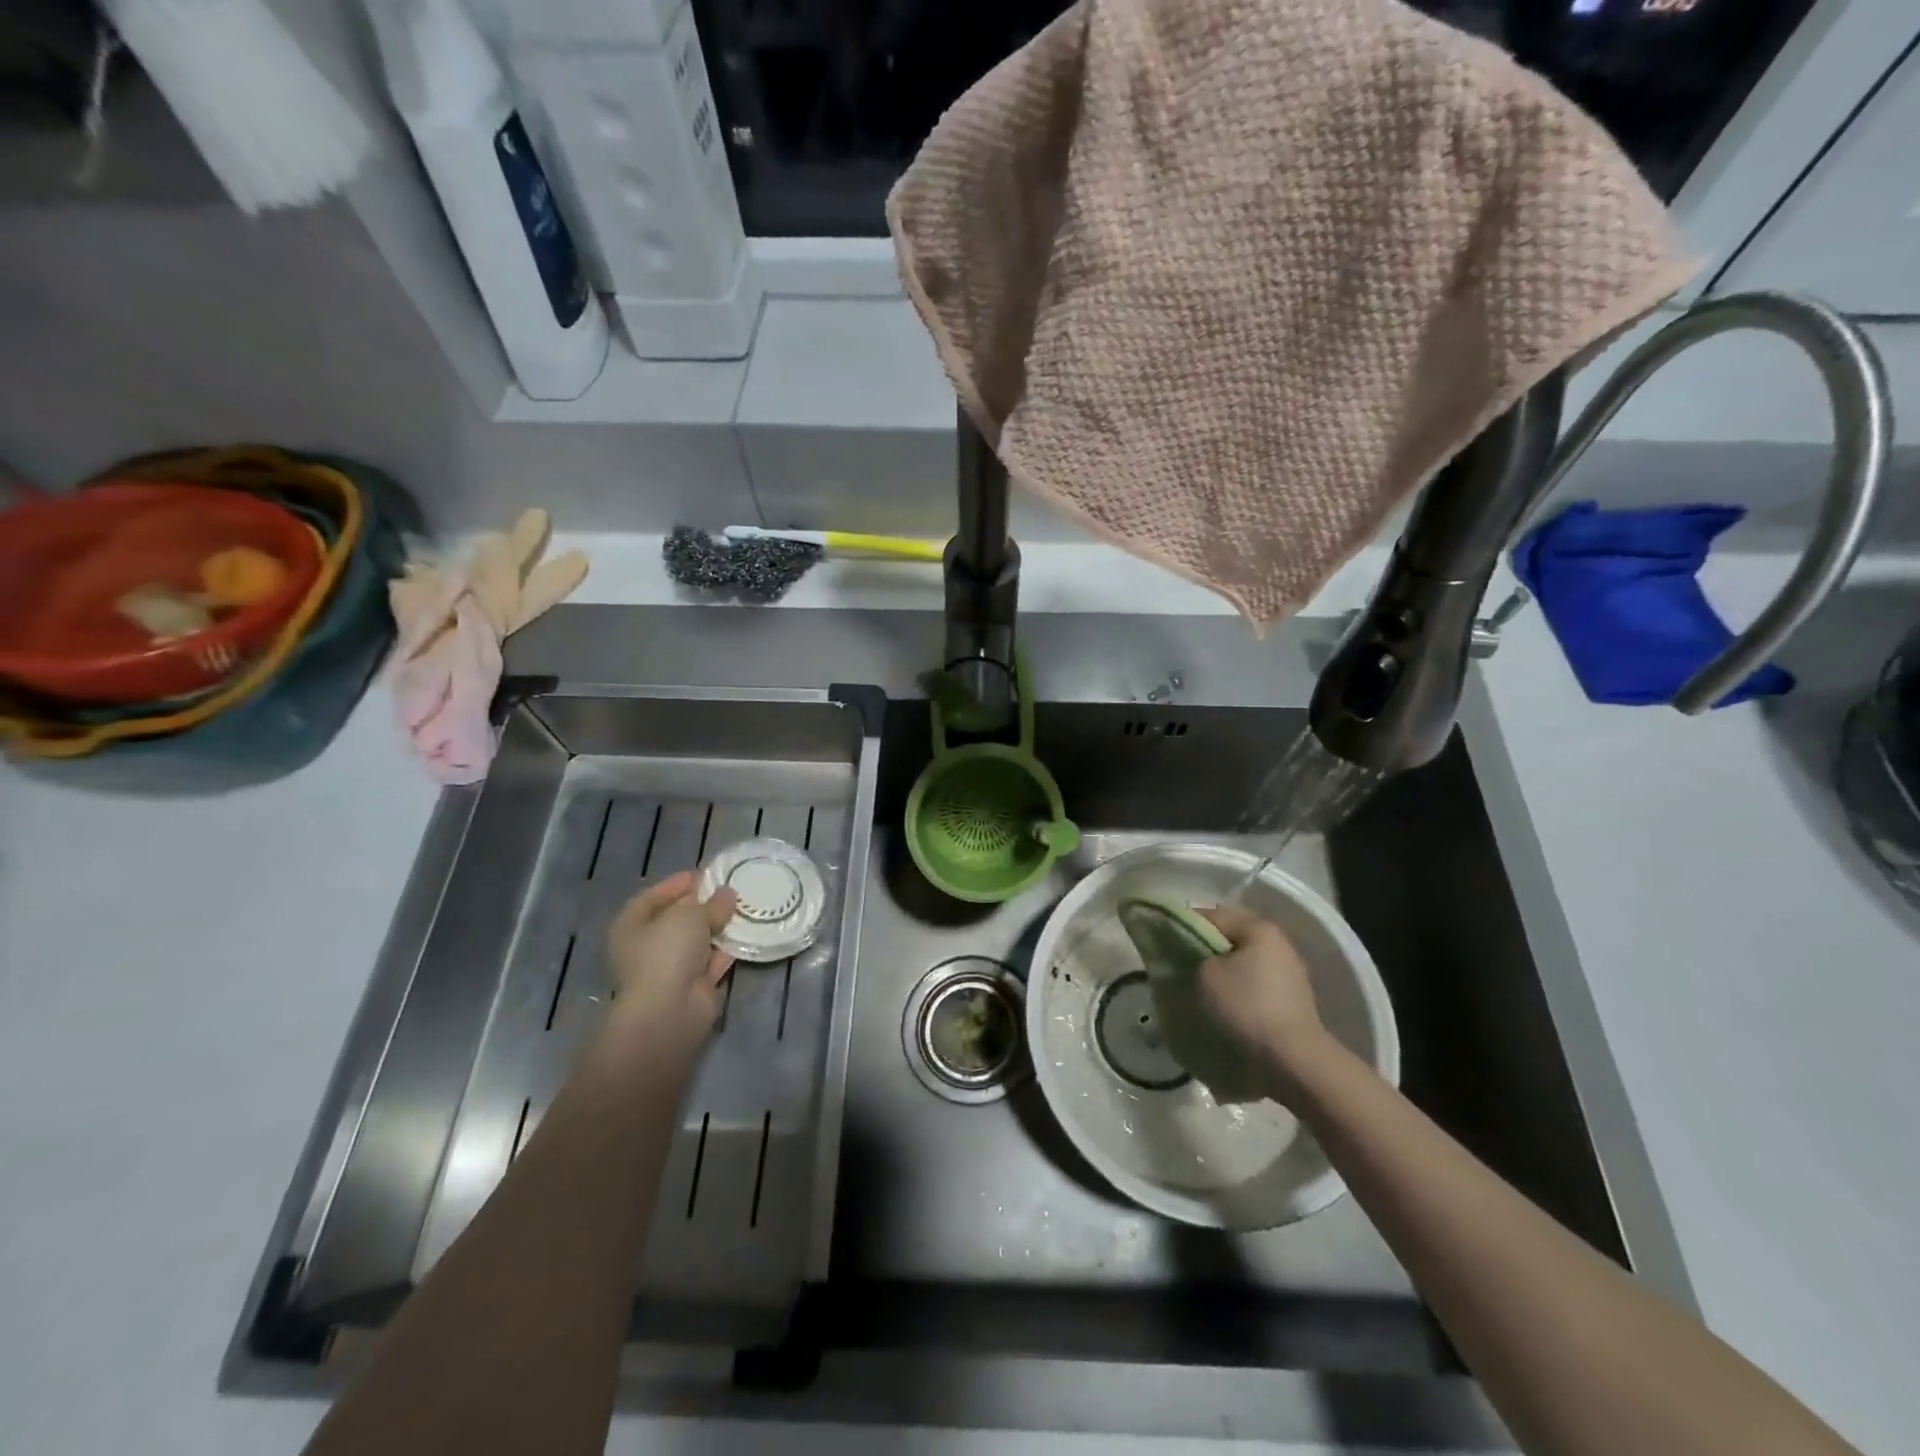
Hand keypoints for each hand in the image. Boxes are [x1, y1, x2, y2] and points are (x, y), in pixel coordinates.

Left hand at [604, 871, 737, 1055]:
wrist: (669, 1011)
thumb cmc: (667, 952)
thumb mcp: (690, 916)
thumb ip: (712, 903)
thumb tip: (728, 894)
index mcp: (631, 926)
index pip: (652, 897)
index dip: (677, 884)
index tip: (705, 874)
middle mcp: (647, 946)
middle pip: (676, 918)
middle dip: (702, 904)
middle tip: (729, 888)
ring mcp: (671, 968)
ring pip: (697, 940)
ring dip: (718, 926)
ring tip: (744, 906)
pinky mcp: (694, 985)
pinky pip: (713, 960)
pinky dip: (727, 948)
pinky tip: (747, 933)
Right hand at [1195, 904, 1331, 1093]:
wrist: (1294, 1059)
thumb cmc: (1247, 1006)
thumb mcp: (1206, 975)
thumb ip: (1195, 956)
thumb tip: (1196, 958)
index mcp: (1259, 928)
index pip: (1212, 915)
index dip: (1183, 926)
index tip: (1163, 942)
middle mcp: (1278, 943)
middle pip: (1230, 938)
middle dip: (1205, 950)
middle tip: (1180, 966)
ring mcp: (1289, 972)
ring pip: (1243, 963)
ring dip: (1222, 972)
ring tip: (1199, 989)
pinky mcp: (1292, 999)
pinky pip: (1255, 985)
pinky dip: (1238, 990)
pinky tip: (1224, 1006)